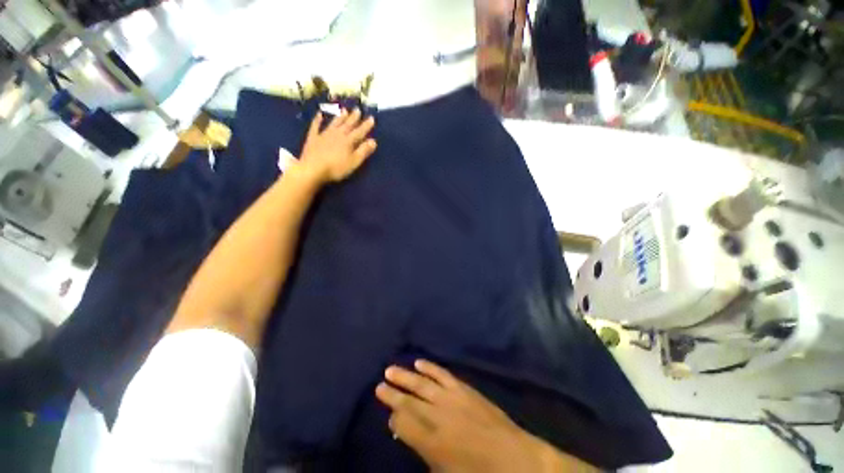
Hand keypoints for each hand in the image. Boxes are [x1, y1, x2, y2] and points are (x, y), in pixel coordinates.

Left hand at [295, 108, 376, 183]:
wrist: (313, 169)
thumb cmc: (336, 168)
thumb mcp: (354, 162)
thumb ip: (363, 151)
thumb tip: (373, 141)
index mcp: (348, 141)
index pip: (359, 132)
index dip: (366, 125)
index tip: (371, 118)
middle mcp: (337, 135)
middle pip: (347, 125)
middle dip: (353, 118)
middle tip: (358, 109)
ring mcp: (324, 135)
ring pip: (334, 123)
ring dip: (339, 117)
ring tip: (344, 110)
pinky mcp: (313, 138)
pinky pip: (315, 126)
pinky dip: (317, 120)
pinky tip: (319, 114)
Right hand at [376, 360, 595, 471]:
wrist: (514, 458)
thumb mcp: (444, 472)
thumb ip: (424, 453)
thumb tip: (408, 434)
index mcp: (431, 442)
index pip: (403, 422)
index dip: (393, 416)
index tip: (387, 412)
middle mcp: (437, 416)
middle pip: (408, 401)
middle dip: (392, 393)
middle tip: (379, 385)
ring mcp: (451, 398)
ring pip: (422, 384)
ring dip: (405, 376)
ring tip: (390, 369)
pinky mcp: (464, 388)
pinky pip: (442, 374)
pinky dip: (430, 367)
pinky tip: (419, 362)